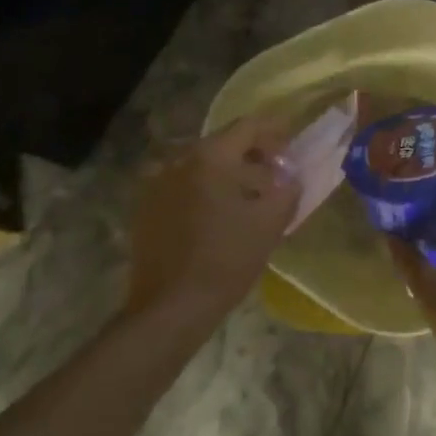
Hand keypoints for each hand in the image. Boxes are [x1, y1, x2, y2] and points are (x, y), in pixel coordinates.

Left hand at [124, 114, 298, 330]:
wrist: (169, 309)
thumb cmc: (225, 260)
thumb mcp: (270, 223)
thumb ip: (287, 190)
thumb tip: (290, 177)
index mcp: (210, 156)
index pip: (247, 126)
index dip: (273, 130)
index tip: (290, 143)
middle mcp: (179, 159)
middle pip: (223, 143)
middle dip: (251, 153)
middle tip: (273, 173)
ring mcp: (157, 183)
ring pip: (201, 164)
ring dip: (226, 172)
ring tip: (246, 196)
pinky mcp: (145, 207)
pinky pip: (182, 184)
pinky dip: (203, 188)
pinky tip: (216, 213)